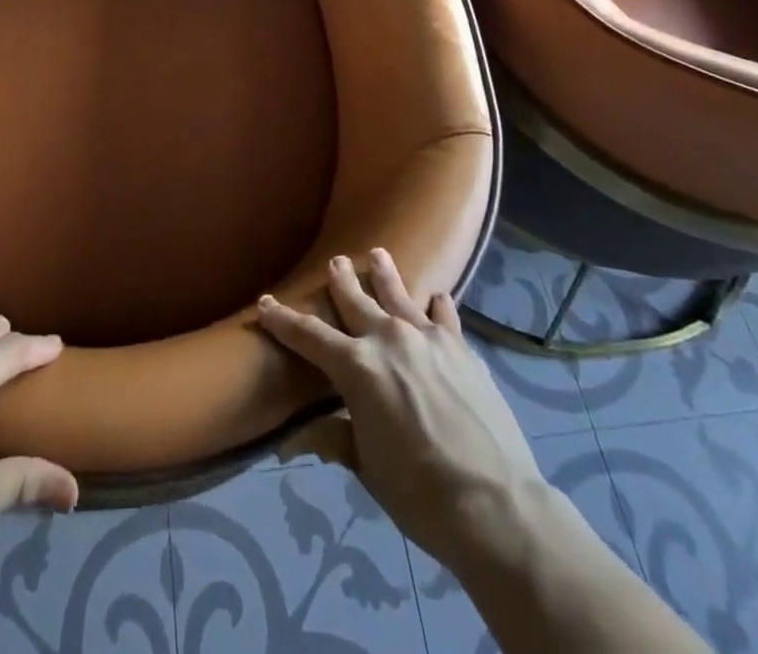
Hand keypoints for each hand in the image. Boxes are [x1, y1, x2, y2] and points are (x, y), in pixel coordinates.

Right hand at [257, 249, 543, 570]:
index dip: (283, 320)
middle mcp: (388, 338)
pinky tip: (436, 298)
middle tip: (335, 262)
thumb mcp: (367, 466)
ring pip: (399, 294)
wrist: (494, 503)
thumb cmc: (419, 492)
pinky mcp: (460, 347)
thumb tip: (295, 437)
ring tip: (378, 254)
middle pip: (356, 300)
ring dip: (385, 274)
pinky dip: (435, 305)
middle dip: (340, 280)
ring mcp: (428, 337)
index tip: (264, 303)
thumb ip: (334, 438)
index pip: (308, 336)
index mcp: (356, 367)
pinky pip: (443, 314)